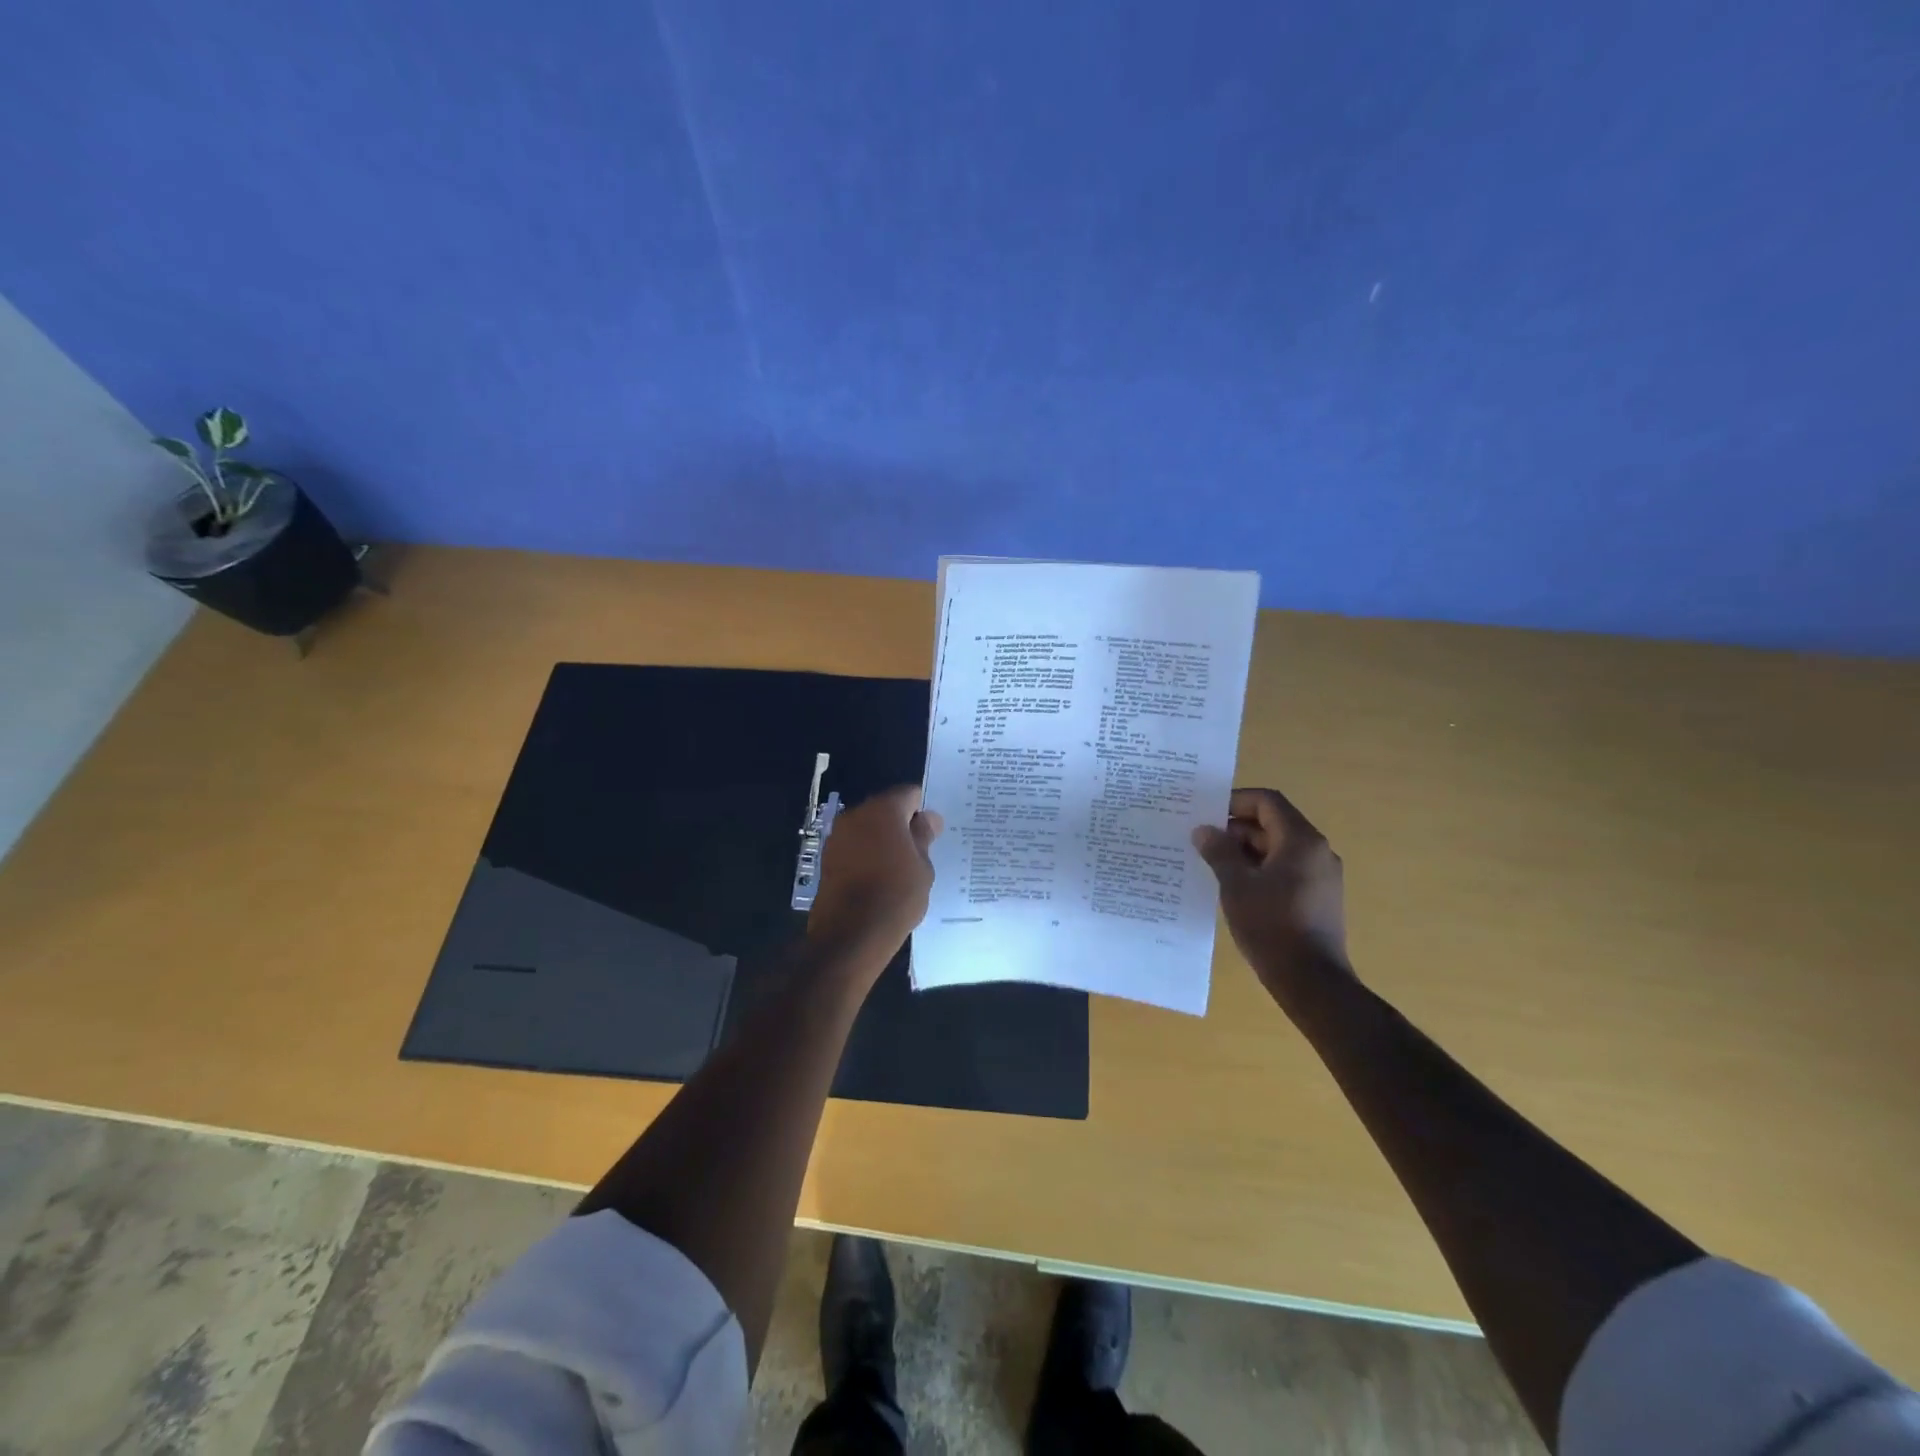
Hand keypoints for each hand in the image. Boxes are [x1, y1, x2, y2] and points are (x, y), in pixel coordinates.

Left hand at [807, 784, 943, 973]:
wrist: (852, 934)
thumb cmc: (896, 895)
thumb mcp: (923, 866)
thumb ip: (924, 837)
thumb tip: (927, 818)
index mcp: (883, 810)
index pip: (908, 794)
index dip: (922, 809)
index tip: (933, 830)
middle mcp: (855, 815)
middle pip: (884, 809)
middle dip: (901, 823)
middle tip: (919, 848)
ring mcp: (837, 836)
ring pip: (867, 828)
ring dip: (882, 839)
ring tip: (900, 866)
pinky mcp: (826, 859)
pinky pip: (854, 847)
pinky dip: (866, 854)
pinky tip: (879, 876)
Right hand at [1192, 787, 1353, 1010]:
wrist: (1311, 981)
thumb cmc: (1271, 925)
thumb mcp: (1236, 885)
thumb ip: (1219, 852)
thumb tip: (1204, 830)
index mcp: (1301, 840)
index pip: (1267, 802)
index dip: (1234, 802)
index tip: (1206, 814)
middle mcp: (1317, 851)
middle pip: (1273, 824)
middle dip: (1235, 829)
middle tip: (1201, 841)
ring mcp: (1321, 876)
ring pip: (1278, 848)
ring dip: (1245, 851)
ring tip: (1211, 864)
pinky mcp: (1318, 898)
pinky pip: (1285, 870)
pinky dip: (1260, 869)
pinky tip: (1234, 887)